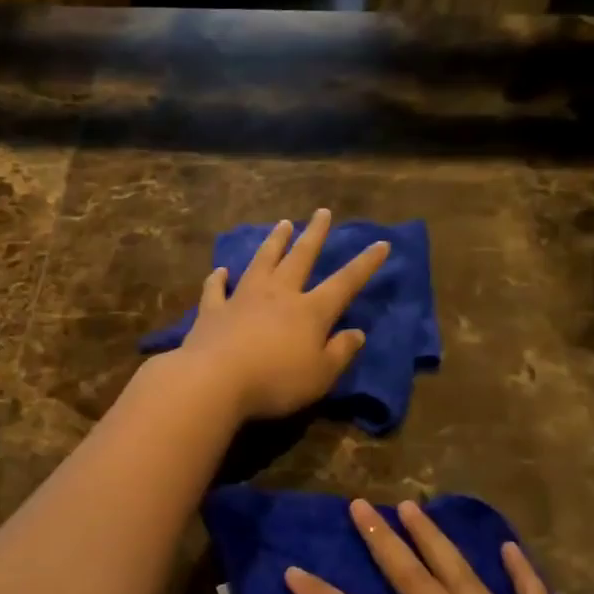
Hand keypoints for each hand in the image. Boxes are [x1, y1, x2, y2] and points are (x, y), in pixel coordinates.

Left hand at [170, 209, 387, 422]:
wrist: (214, 380)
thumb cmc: (275, 381)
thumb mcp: (320, 376)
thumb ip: (340, 352)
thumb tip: (357, 332)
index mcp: (310, 311)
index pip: (344, 283)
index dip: (365, 264)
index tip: (381, 244)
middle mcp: (278, 295)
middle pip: (300, 258)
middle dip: (314, 234)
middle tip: (322, 212)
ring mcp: (242, 298)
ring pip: (262, 262)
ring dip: (274, 242)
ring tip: (283, 224)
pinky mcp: (212, 310)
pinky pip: (216, 289)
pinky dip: (218, 278)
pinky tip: (221, 271)